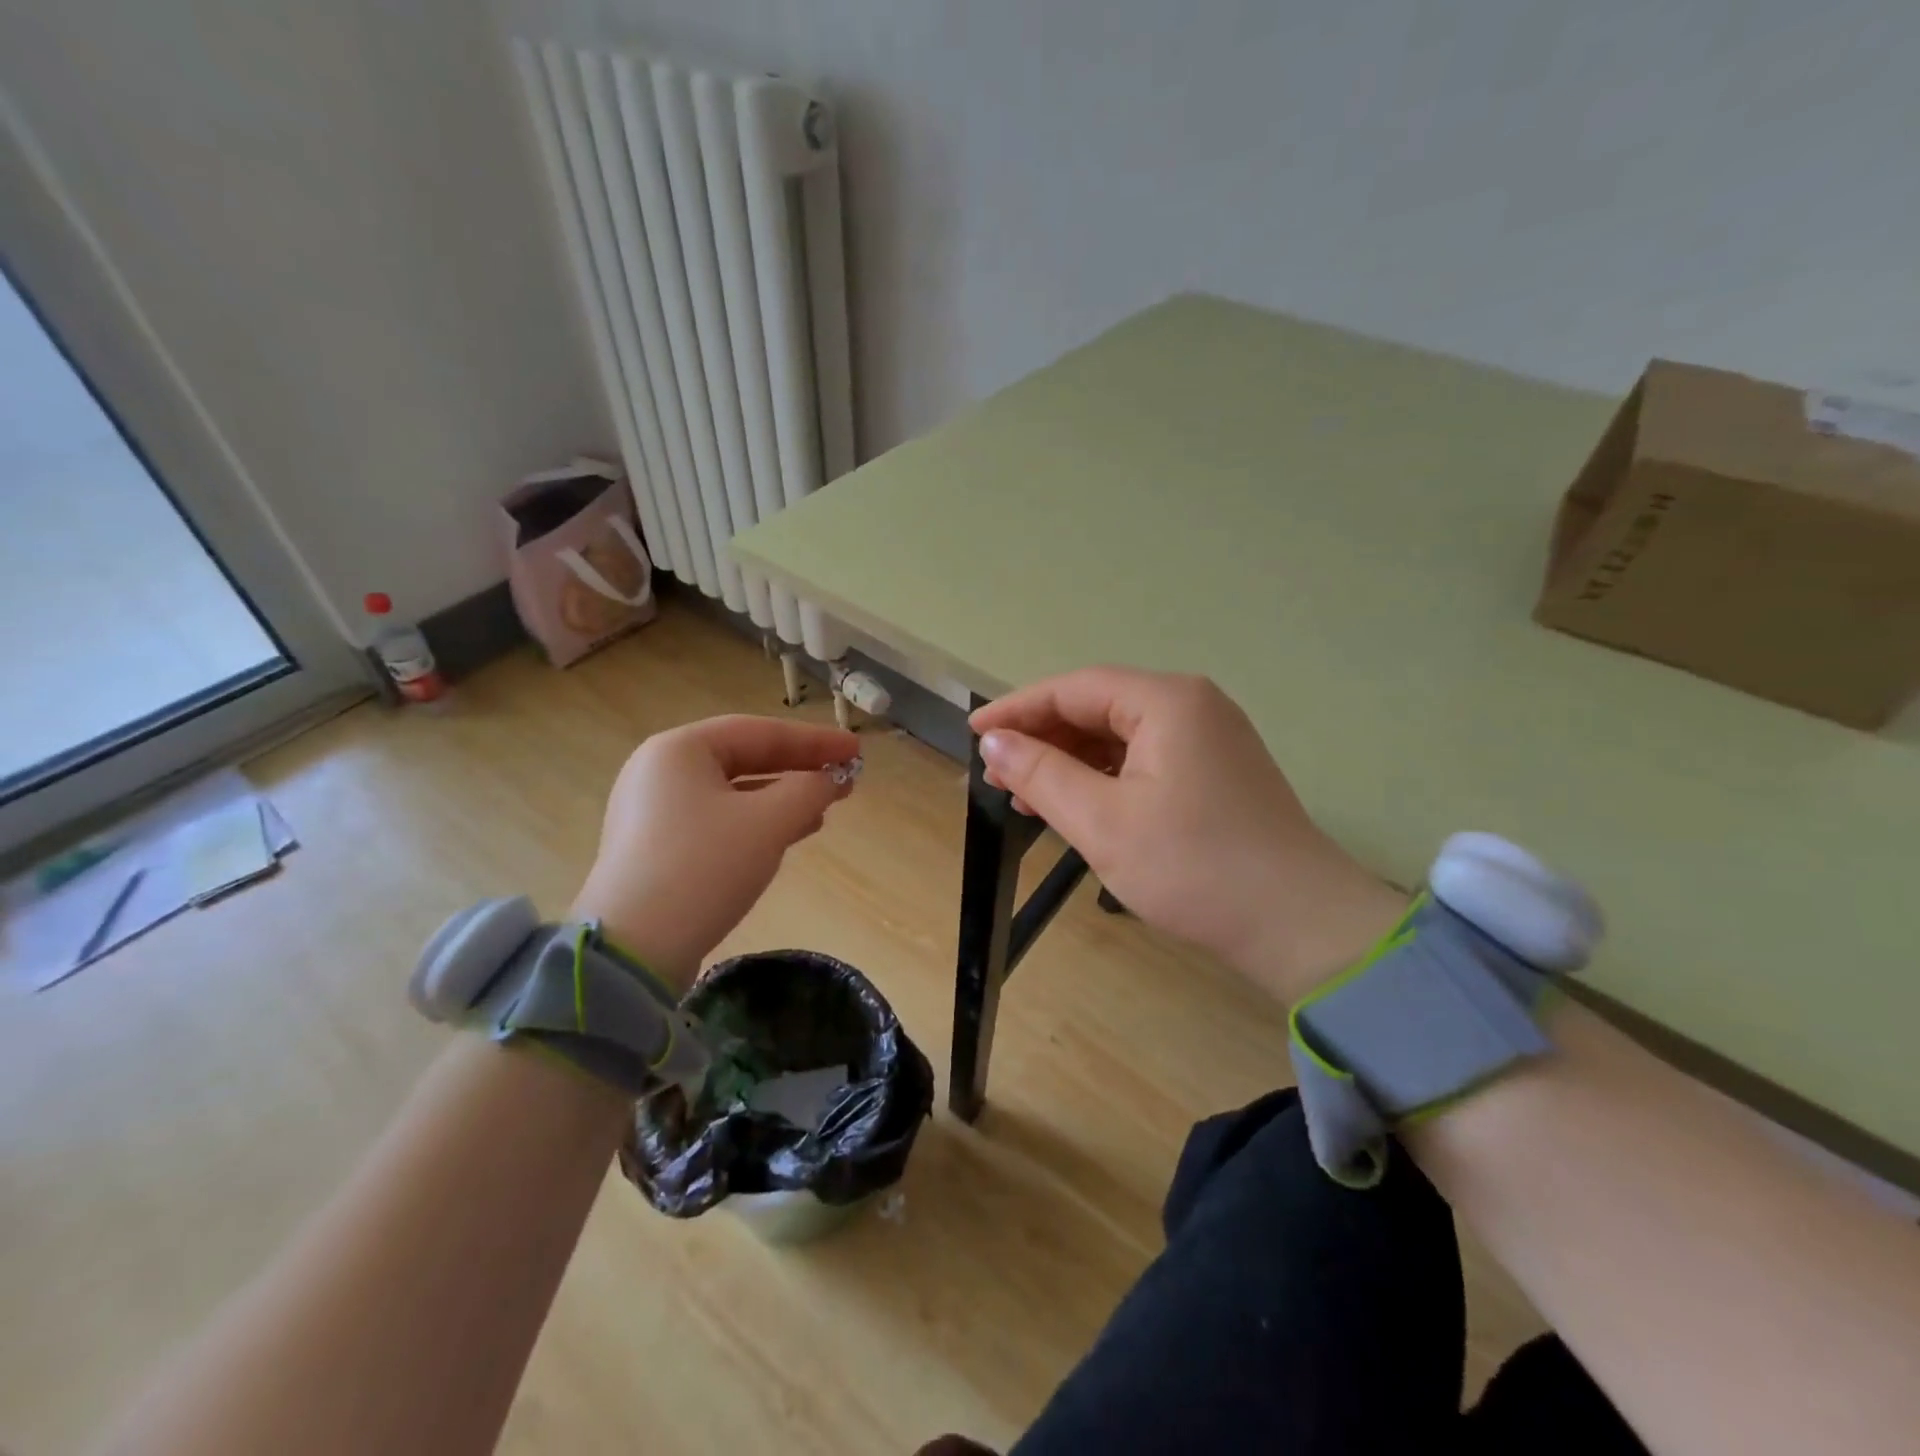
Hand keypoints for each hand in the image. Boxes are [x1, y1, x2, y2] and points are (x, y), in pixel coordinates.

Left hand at [571, 715, 859, 990]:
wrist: (634, 949)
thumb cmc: (704, 867)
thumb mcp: (767, 823)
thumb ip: (809, 790)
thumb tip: (832, 779)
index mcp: (679, 750)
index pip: (759, 731)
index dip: (814, 740)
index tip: (856, 750)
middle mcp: (661, 771)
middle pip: (744, 758)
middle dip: (799, 768)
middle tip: (845, 777)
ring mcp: (654, 811)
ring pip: (733, 792)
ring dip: (782, 797)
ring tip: (826, 806)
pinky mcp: (657, 848)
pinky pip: (718, 819)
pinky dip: (757, 821)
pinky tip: (790, 833)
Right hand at [970, 668, 1404, 1002]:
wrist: (1300, 926)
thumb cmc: (1194, 868)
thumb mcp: (1103, 822)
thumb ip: (1042, 774)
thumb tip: (995, 743)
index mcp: (1167, 701)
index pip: (1075, 688)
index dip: (1018, 709)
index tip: (974, 734)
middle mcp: (1192, 706)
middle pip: (1099, 708)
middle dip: (1044, 738)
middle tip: (997, 772)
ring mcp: (1209, 739)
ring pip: (1120, 737)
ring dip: (1071, 762)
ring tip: (1026, 794)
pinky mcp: (1216, 773)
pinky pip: (1145, 761)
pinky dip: (1104, 779)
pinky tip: (1076, 806)